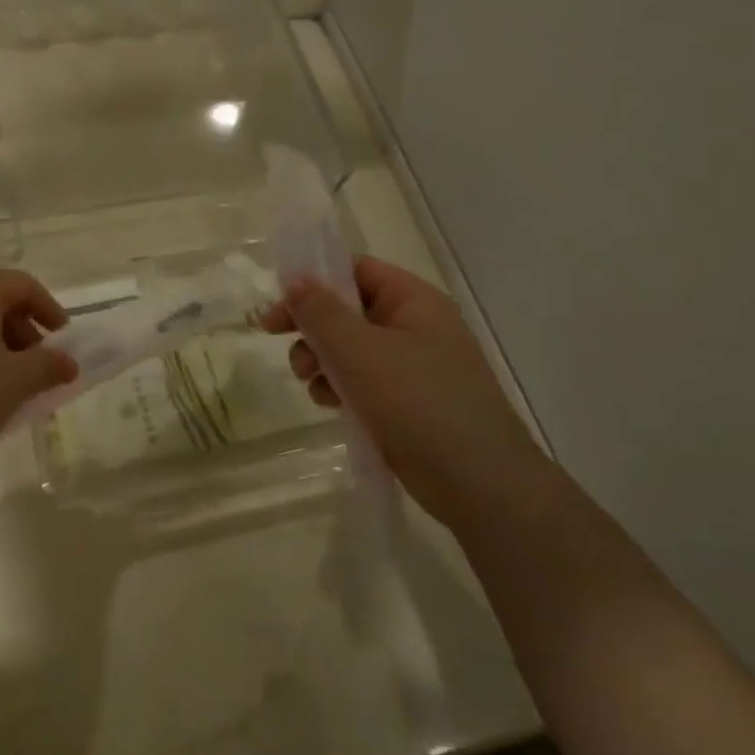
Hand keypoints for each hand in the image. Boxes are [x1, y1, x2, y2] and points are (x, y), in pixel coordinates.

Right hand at [261, 256, 543, 524]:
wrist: (478, 483)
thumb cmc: (418, 403)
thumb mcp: (360, 351)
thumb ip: (321, 313)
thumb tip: (295, 279)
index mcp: (414, 302)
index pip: (357, 270)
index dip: (314, 279)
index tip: (279, 302)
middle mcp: (414, 327)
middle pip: (348, 310)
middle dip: (312, 326)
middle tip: (276, 339)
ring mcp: (411, 368)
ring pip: (349, 348)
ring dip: (320, 359)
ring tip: (308, 380)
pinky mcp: (404, 403)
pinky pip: (360, 381)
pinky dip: (338, 387)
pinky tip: (328, 404)